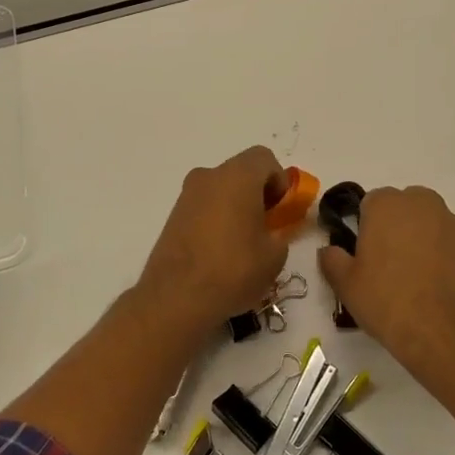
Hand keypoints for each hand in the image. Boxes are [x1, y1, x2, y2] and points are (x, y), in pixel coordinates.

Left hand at [136, 146, 291, 336]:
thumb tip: (273, 230)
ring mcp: (187, 195)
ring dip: (236, 205)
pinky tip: (220, 251)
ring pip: (220, 189)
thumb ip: (281, 233)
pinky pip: (204, 206)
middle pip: (241, 172)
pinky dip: (216, 218)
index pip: (264, 158)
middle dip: (258, 193)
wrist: (176, 296)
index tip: (281, 210)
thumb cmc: (233, 269)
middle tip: (266, 226)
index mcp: (237, 176)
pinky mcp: (173, 215)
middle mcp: (209, 176)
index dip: (279, 180)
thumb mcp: (274, 255)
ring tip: (243, 243)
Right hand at [319, 186, 454, 386]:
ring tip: (414, 280)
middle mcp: (422, 203)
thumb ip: (332, 259)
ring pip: (429, 224)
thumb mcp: (346, 285)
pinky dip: (443, 258)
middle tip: (386, 266)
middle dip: (395, 228)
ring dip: (420, 241)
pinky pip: (450, 246)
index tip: (363, 255)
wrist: (448, 335)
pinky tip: (436, 289)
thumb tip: (329, 250)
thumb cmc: (388, 302)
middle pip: (403, 208)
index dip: (364, 228)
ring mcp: (454, 224)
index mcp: (387, 204)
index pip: (370, 203)